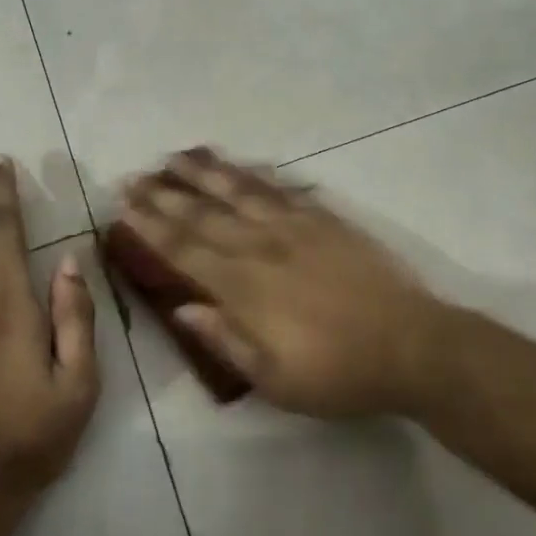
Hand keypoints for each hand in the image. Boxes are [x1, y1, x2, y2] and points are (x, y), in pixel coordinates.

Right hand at [119, 149, 450, 417]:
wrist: (410, 345)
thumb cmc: (338, 373)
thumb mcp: (274, 379)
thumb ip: (225, 339)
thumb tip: (181, 307)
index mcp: (245, 288)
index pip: (185, 249)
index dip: (151, 226)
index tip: (125, 204)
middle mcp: (262, 247)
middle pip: (204, 214)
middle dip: (165, 194)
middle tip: (134, 176)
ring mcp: (296, 227)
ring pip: (240, 191)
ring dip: (205, 172)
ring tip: (177, 156)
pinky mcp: (325, 219)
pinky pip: (281, 189)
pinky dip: (255, 174)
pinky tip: (240, 166)